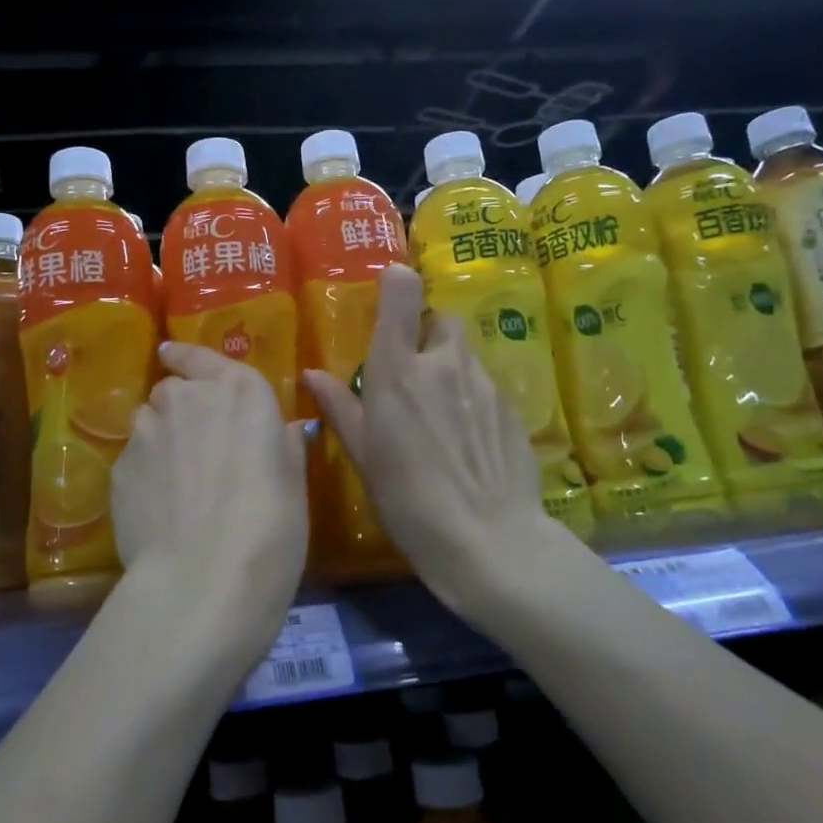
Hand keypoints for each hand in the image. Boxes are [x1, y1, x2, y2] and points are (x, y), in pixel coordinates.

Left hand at [110, 341, 309, 671]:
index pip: (206, 358)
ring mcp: (148, 431)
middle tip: (200, 446)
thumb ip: (282, 447)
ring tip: (176, 480)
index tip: (172, 355)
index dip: (189, 357)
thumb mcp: (294, 486)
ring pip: (149, 421)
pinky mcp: (119, 467)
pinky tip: (160, 506)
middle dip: (183, 408)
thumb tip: (281, 431)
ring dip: (162, 437)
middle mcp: (188, 399)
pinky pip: (133, 458)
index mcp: (241, 393)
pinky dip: (145, 472)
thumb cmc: (269, 530)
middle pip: (175, 390)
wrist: (202, 580)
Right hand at [305, 264, 563, 621]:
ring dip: (450, 365)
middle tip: (413, 369)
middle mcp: (445, 364)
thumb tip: (311, 375)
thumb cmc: (409, 500)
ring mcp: (485, 384)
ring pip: (466, 354)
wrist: (488, 540)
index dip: (399, 282)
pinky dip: (472, 396)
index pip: (404, 295)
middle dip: (427, 332)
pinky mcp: (512, 408)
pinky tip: (467, 438)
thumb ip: (341, 408)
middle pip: (442, 320)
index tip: (393, 287)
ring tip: (440, 411)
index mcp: (399, 371)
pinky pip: (487, 385)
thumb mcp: (365, 457)